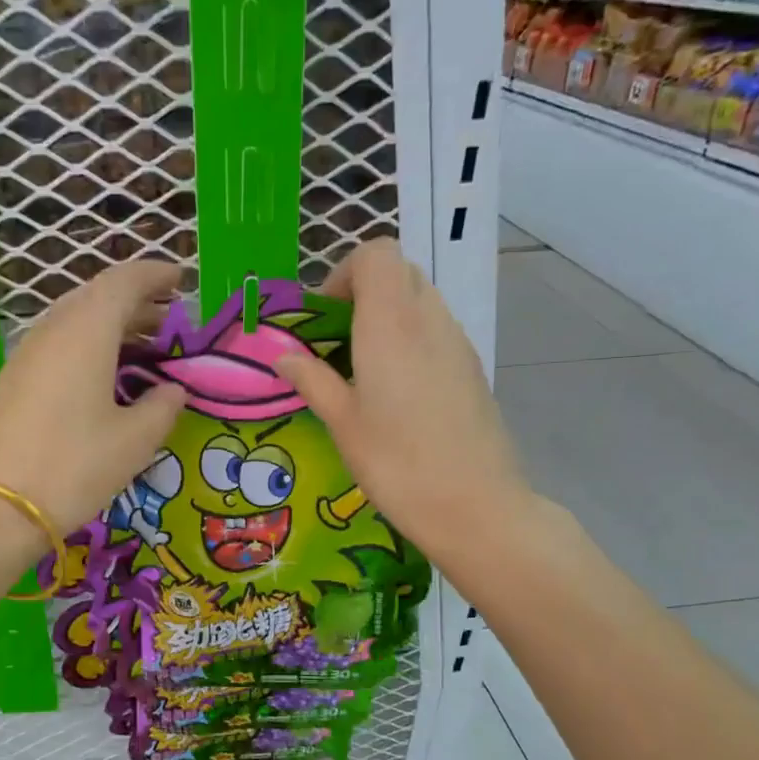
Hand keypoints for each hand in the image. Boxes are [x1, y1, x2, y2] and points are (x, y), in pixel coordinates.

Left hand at [0, 260, 186, 535]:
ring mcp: (25, 356)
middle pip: (96, 298)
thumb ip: (162, 407)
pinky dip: (87, 348)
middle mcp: (52, 331)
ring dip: (111, 327)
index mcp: (86, 331)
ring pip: (74, 322)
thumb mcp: (134, 441)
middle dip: (136, 303)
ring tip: (142, 350)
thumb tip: (172, 390)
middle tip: (168, 321)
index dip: (156, 275)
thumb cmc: (74, 467)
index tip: (181, 279)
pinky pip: (57, 346)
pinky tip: (102, 378)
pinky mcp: (11, 382)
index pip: (124, 281)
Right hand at [273, 239, 533, 565]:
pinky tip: (395, 391)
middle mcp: (429, 320)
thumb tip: (283, 356)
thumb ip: (312, 380)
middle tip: (336, 340)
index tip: (323, 316)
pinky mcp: (471, 367)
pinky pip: (436, 330)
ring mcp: (457, 342)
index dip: (344, 272)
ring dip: (386, 317)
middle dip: (362, 293)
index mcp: (391, 324)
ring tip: (362, 368)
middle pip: (399, 272)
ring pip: (420, 300)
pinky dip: (409, 339)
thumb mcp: (342, 423)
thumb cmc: (397, 464)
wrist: (475, 505)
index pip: (377, 254)